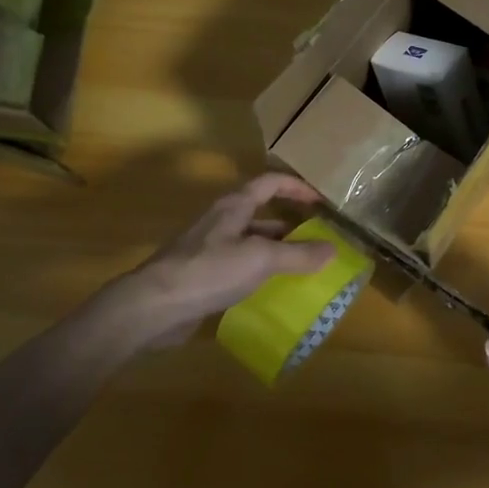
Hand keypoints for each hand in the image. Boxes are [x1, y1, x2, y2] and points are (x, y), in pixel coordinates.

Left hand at [107, 174, 336, 348]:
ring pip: (251, 243)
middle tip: (319, 243)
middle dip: (290, 226)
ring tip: (303, 270)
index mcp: (234, 206)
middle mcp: (222, 221)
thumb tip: (332, 249)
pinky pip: (238, 267)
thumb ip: (297, 254)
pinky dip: (258, 274)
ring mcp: (209, 248)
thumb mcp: (260, 259)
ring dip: (276, 252)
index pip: (270, 182)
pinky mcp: (202, 275)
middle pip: (261, 214)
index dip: (296, 187)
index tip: (321, 202)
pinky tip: (272, 293)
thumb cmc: (209, 270)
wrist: (155, 305)